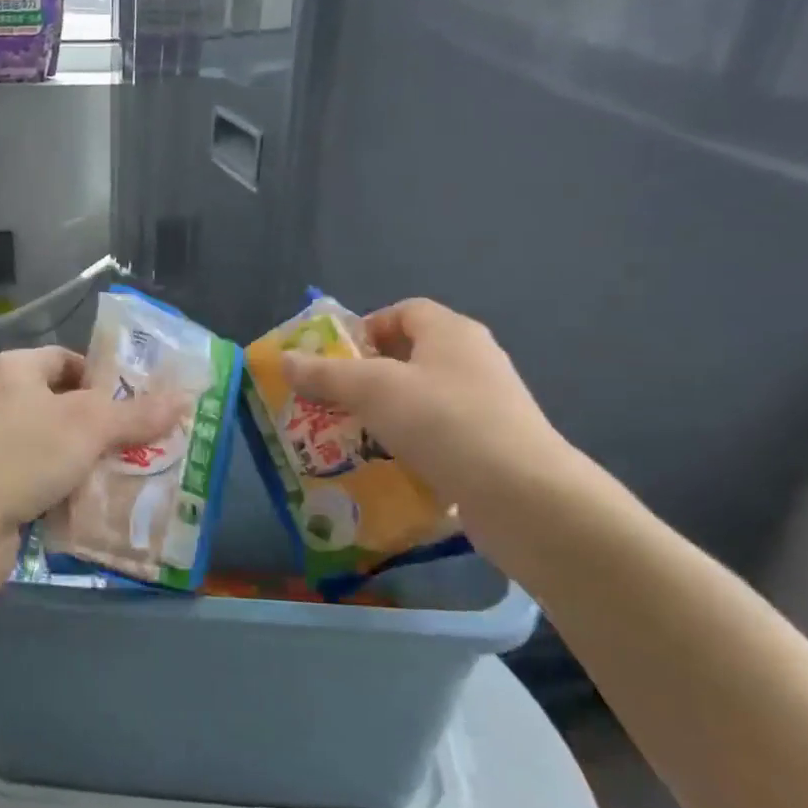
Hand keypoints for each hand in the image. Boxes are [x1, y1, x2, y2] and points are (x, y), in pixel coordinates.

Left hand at [0, 344, 179, 574]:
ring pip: (55, 446)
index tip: (138, 403)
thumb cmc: (23, 455)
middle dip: (104, 426)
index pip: (66, 359)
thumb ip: (137, 413)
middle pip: (64, 405)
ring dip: (89, 461)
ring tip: (131, 475)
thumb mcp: (89, 426)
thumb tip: (184, 398)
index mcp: (12, 370)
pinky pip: (40, 479)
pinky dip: (67, 489)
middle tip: (145, 442)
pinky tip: (98, 504)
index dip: (104, 377)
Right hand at [281, 298, 578, 512]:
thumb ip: (325, 374)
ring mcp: (487, 405)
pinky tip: (389, 470)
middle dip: (367, 377)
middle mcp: (473, 360)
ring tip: (352, 439)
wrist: (523, 496)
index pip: (403, 312)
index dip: (366, 329)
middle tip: (333, 402)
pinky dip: (412, 447)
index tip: (335, 360)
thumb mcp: (372, 390)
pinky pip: (440, 436)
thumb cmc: (443, 422)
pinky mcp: (492, 446)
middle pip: (410, 356)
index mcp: (451, 332)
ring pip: (422, 400)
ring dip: (386, 416)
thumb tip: (284, 359)